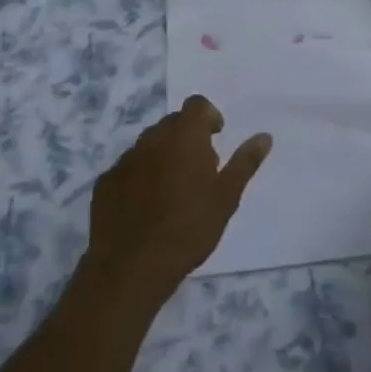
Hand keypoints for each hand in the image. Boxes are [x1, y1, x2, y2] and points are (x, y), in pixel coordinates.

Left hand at [84, 96, 270, 310]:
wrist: (132, 266)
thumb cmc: (189, 228)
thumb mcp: (226, 197)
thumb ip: (245, 163)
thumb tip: (264, 136)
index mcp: (184, 136)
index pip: (196, 105)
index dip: (208, 116)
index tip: (216, 138)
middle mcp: (152, 138)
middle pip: (172, 124)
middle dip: (187, 137)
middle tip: (199, 170)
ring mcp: (125, 160)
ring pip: (148, 145)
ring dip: (163, 156)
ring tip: (173, 190)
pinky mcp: (105, 182)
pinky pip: (128, 168)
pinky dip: (140, 177)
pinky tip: (146, 207)